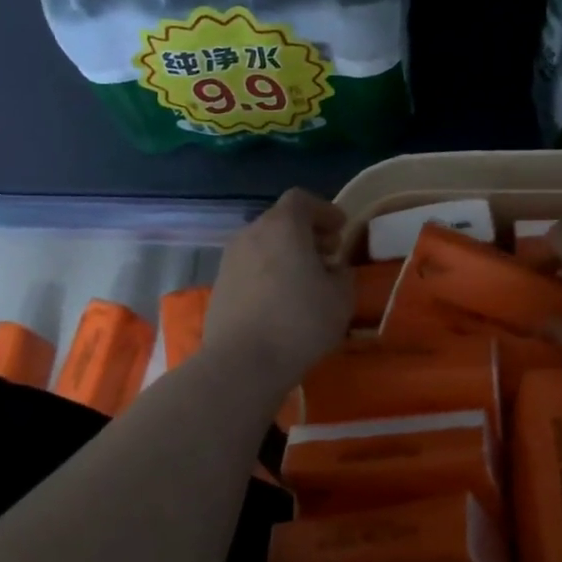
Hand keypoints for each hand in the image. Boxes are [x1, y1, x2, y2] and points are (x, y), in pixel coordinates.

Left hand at [203, 188, 353, 392]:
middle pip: (281, 220)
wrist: (242, 362)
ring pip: (263, 244)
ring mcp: (230, 259)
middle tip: (328, 254)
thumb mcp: (341, 298)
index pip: (301, 199)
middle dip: (307, 233)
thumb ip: (342, 275)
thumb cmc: (299, 322)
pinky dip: (268, 272)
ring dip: (286, 254)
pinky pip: (250, 267)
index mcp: (283, 226)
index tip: (341, 229)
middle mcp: (252, 233)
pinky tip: (281, 300)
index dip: (324, 210)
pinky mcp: (219, 286)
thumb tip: (334, 270)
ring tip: (306, 280)